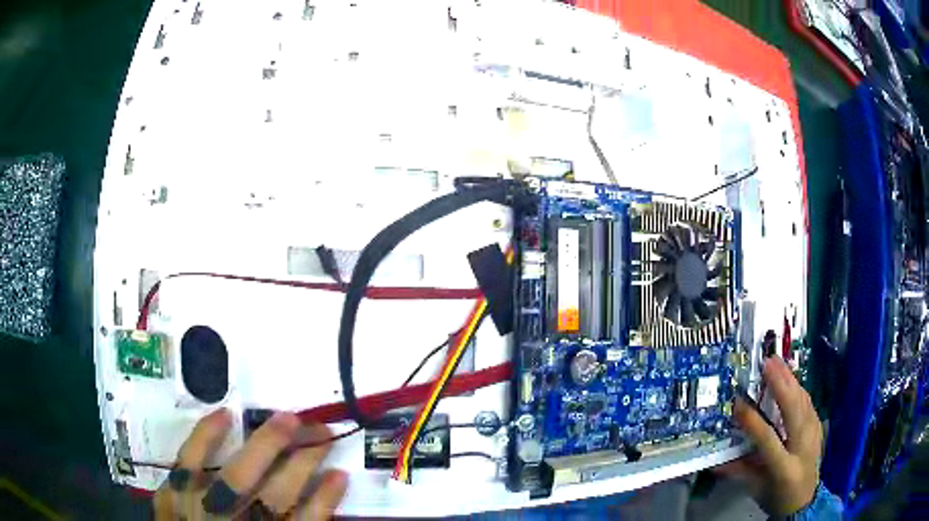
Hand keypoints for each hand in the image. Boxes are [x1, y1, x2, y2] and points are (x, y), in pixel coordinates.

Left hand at [153, 409, 347, 519]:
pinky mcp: (172, 494)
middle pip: (274, 496)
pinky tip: (224, 414)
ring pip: (238, 476)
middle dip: (300, 462)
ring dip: (266, 445)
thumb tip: (312, 500)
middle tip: (322, 432)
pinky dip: (205, 437)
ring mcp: (199, 510)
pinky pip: (188, 462)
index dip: (324, 501)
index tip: (341, 475)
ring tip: (288, 418)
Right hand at [716, 357, 822, 516]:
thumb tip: (715, 464)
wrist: (806, 502)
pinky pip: (809, 404)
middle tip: (767, 363)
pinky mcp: (818, 428)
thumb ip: (740, 473)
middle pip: (793, 410)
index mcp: (784, 467)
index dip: (752, 421)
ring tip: (778, 363)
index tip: (738, 403)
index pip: (768, 439)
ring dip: (791, 380)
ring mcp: (814, 435)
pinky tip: (791, 378)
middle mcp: (802, 447)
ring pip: (804, 402)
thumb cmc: (777, 498)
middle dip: (781, 384)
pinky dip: (799, 389)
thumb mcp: (757, 490)